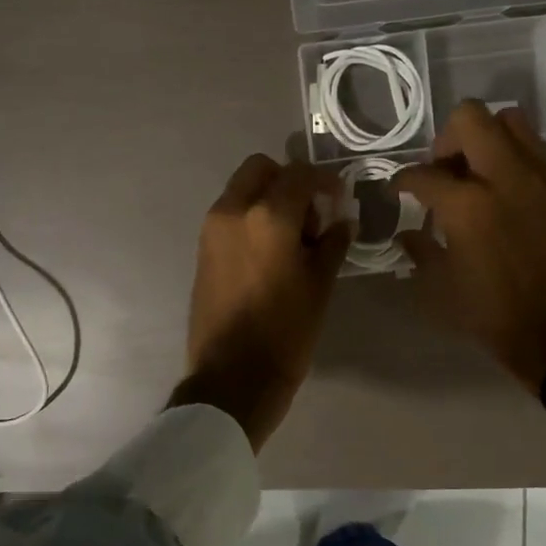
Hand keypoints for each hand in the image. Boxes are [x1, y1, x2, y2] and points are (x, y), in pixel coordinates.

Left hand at [172, 154, 351, 450]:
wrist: (232, 377)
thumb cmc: (285, 331)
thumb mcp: (320, 286)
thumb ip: (333, 243)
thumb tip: (342, 221)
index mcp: (268, 216)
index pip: (300, 174)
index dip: (325, 181)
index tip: (339, 199)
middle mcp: (233, 211)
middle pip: (260, 169)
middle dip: (288, 180)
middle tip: (311, 212)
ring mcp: (212, 229)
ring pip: (241, 190)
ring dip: (267, 197)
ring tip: (292, 237)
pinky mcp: (202, 249)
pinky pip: (229, 214)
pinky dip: (250, 216)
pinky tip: (270, 251)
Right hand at [394, 102, 545, 393]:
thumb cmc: (493, 314)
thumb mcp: (441, 288)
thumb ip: (420, 250)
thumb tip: (408, 233)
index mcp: (466, 204)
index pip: (423, 173)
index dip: (402, 180)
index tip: (397, 190)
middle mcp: (503, 177)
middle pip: (470, 118)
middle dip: (446, 138)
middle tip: (442, 170)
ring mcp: (537, 178)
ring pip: (510, 120)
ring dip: (485, 136)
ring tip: (476, 170)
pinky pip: (535, 148)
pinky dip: (514, 154)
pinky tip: (505, 186)